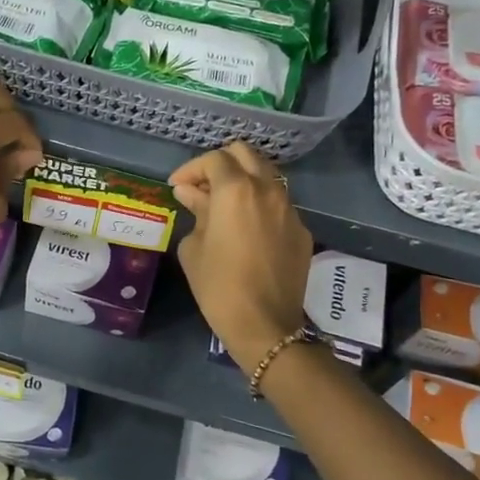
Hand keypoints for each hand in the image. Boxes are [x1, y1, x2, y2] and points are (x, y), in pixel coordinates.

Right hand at [170, 141, 312, 371]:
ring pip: (266, 175)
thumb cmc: (218, 286)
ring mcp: (289, 209)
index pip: (214, 160)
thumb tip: (191, 193)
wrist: (265, 325)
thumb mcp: (194, 247)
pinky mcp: (301, 230)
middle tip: (202, 185)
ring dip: (243, 180)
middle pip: (245, 153)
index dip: (191, 169)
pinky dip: (260, 204)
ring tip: (224, 204)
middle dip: (220, 163)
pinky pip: (278, 203)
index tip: (177, 186)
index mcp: (236, 190)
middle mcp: (267, 189)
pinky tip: (247, 227)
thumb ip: (196, 211)